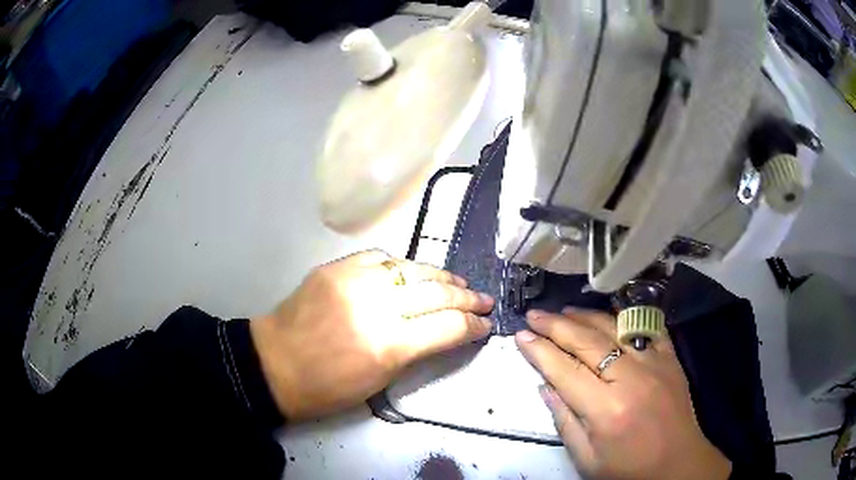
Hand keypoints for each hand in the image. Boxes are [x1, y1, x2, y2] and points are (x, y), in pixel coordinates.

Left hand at [250, 250, 493, 419]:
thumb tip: (446, 331)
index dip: (473, 325)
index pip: (447, 327)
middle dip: (467, 297)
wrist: (274, 364)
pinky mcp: (335, 267)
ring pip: (411, 268)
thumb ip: (416, 350)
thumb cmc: (327, 388)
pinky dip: (401, 265)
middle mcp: (375, 306)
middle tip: (484, 299)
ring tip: (458, 281)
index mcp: (388, 345)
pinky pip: (379, 257)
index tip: (486, 324)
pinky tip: (411, 272)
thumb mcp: (380, 380)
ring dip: (440, 275)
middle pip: (435, 292)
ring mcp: (353, 280)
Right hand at [516, 309, 730, 479]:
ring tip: (563, 311)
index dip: (539, 351)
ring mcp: (655, 362)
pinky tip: (607, 315)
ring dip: (585, 316)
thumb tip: (544, 386)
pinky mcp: (670, 357)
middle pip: (587, 341)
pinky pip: (646, 327)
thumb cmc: (628, 469)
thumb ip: (564, 420)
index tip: (520, 335)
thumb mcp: (586, 458)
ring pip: (614, 327)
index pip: (564, 370)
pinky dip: (623, 318)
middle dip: (556, 325)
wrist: (678, 463)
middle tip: (535, 315)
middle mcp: (631, 378)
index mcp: (606, 410)